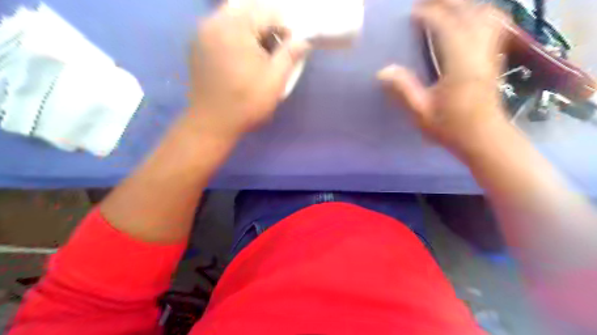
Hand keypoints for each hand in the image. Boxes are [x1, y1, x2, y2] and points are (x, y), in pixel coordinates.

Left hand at [187, 5, 309, 139]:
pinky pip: (220, 29)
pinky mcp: (197, 45)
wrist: (212, 123)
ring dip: (251, 31)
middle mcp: (214, 22)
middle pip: (249, 10)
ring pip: (234, 18)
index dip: (284, 28)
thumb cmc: (246, 103)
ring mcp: (202, 32)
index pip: (268, 12)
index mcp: (235, 28)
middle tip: (273, 51)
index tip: (289, 49)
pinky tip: (241, 59)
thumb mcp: (275, 80)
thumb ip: (290, 54)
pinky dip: (236, 37)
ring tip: (258, 56)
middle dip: (266, 27)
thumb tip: (304, 40)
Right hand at [380, 0, 509, 156]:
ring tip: (445, 7)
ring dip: (465, 5)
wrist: (483, 137)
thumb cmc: (450, 127)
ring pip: (485, 14)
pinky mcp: (494, 57)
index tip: (412, 12)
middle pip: (469, 12)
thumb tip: (383, 70)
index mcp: (460, 64)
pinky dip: (481, 14)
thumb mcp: (421, 112)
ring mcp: (490, 53)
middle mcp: (479, 52)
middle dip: (447, 2)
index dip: (430, 14)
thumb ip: (403, 90)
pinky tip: (469, 17)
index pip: (447, 26)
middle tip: (425, 4)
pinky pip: (494, 25)